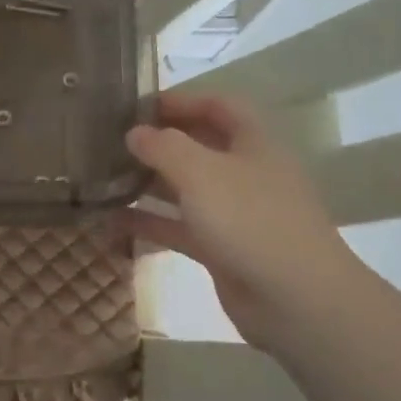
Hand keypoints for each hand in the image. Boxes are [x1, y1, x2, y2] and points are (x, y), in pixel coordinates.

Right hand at [125, 93, 358, 355]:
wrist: (295, 300)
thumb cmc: (250, 221)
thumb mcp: (202, 173)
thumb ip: (164, 147)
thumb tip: (135, 133)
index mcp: (253, 143)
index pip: (219, 106)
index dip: (182, 100)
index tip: (138, 105)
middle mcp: (245, 173)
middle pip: (200, 146)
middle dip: (159, 142)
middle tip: (113, 142)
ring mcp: (235, 213)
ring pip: (186, 189)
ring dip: (149, 183)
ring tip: (105, 178)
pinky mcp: (222, 249)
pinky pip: (180, 227)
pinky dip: (150, 222)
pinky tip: (113, 222)